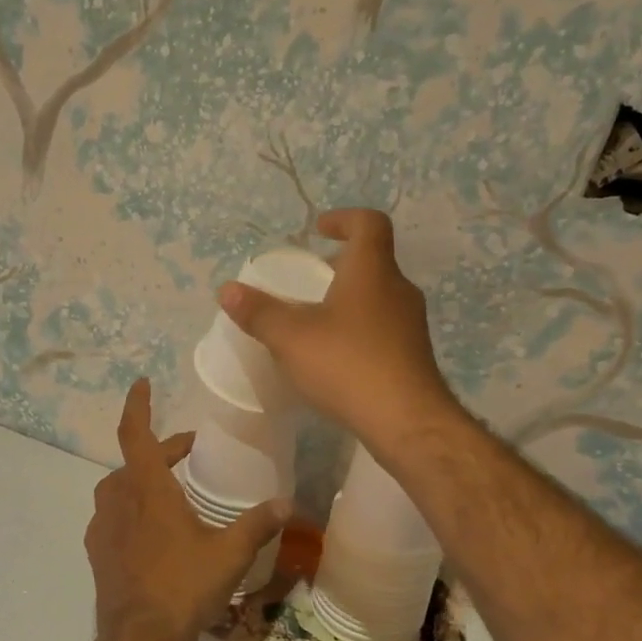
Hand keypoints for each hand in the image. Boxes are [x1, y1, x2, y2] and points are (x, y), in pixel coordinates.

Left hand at [85, 380, 289, 640]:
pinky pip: (111, 516)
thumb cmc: (183, 586)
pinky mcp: (97, 554)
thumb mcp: (229, 552)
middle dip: (163, 450)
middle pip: (134, 461)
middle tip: (190, 450)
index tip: (142, 382)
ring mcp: (102, 529)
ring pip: (119, 488)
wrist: (139, 639)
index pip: (135, 433)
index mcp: (147, 490)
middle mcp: (119, 502)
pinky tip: (151, 529)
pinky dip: (130, 508)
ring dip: (142, 478)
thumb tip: (288, 503)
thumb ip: (258, 523)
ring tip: (171, 488)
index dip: (137, 405)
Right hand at [216, 209, 457, 450]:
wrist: (406, 421)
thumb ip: (259, 312)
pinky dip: (360, 331)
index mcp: (372, 271)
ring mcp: (411, 325)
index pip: (369, 224)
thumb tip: (227, 290)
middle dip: (341, 266)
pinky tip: (338, 359)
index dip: (344, 219)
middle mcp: (399, 290)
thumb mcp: (291, 338)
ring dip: (351, 301)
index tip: (319, 230)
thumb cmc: (347, 365)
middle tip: (310, 281)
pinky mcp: (414, 357)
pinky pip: (384, 330)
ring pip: (379, 298)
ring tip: (318, 323)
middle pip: (374, 262)